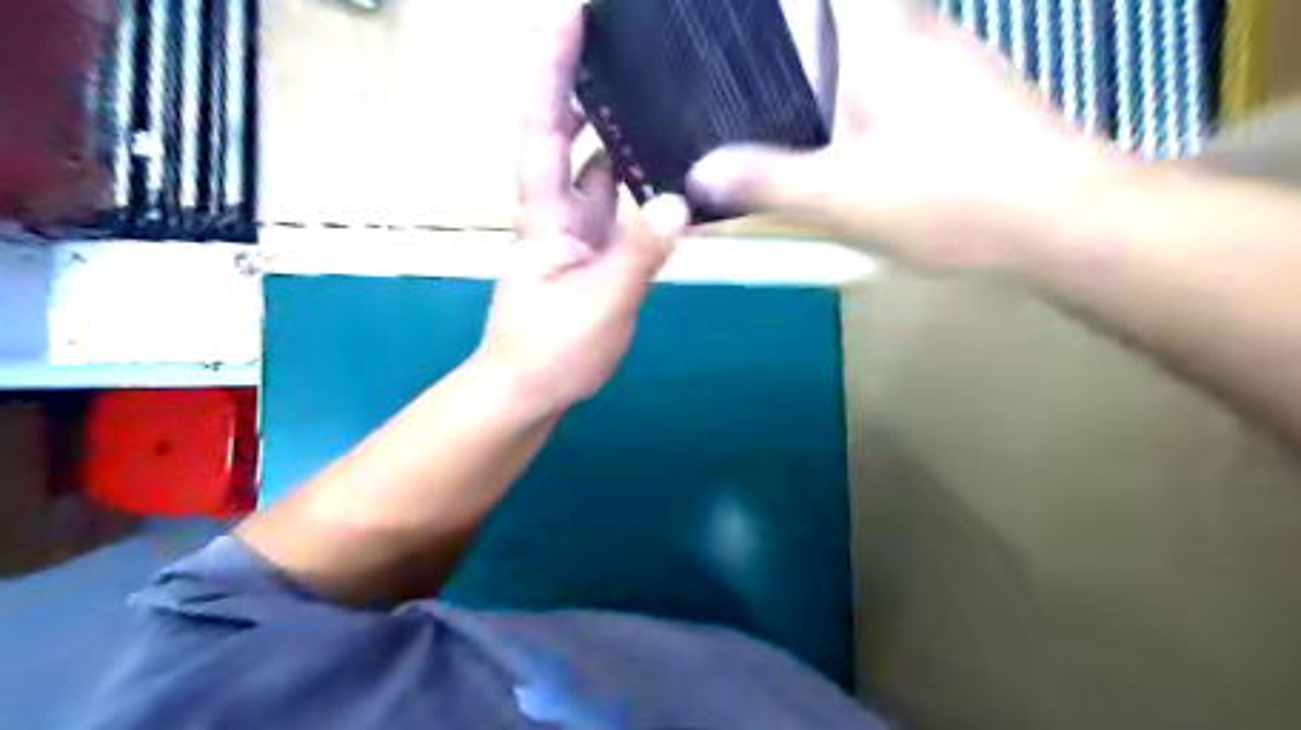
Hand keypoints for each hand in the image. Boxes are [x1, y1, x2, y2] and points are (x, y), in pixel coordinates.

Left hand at [476, 0, 690, 416]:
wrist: (529, 389)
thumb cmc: (551, 351)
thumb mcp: (600, 304)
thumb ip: (639, 254)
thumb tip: (680, 200)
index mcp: (546, 216)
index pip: (543, 127)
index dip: (551, 68)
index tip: (568, 14)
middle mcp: (558, 211)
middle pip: (563, 132)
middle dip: (578, 80)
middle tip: (614, 40)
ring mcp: (578, 232)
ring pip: (594, 166)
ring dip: (613, 126)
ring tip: (649, 91)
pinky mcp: (595, 253)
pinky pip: (617, 203)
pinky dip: (637, 180)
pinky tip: (666, 169)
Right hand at [690, 0, 1129, 270]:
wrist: (1063, 221)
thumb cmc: (947, 196)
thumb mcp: (840, 197)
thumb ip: (767, 180)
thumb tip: (699, 174)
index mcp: (882, 34)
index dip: (789, 5)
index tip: (755, 18)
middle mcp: (921, 30)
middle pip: (851, 10)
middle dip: (802, 35)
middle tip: (752, 69)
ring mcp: (955, 62)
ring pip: (879, 46)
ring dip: (838, 66)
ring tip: (789, 103)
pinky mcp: (974, 98)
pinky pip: (904, 80)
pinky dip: (869, 98)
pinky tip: (858, 144)